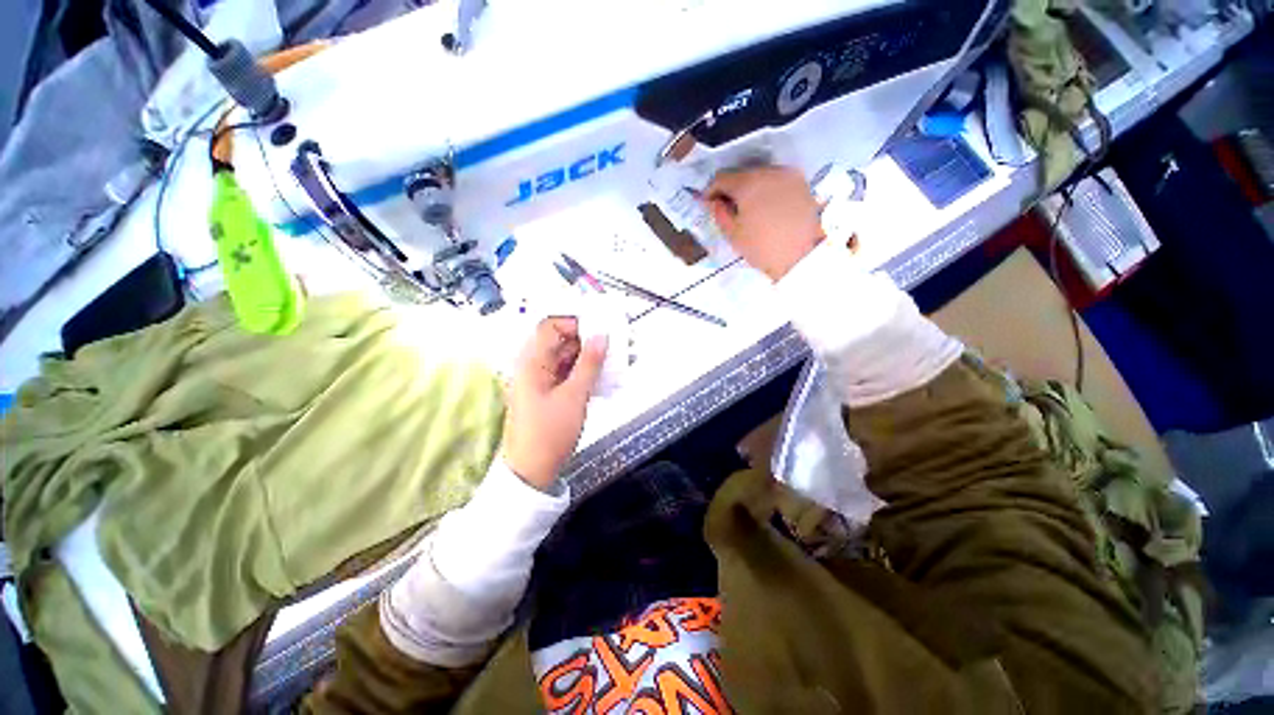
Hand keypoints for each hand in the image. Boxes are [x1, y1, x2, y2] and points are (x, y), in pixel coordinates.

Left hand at [502, 317, 607, 490]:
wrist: (532, 471)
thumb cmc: (549, 433)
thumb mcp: (574, 396)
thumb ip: (589, 364)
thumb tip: (601, 337)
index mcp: (531, 362)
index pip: (550, 326)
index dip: (575, 323)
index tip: (600, 328)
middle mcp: (533, 366)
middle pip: (561, 341)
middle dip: (587, 340)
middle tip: (613, 344)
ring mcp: (541, 380)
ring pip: (567, 358)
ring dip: (589, 357)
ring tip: (614, 360)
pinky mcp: (549, 392)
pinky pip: (568, 373)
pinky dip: (584, 372)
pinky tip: (603, 376)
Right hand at [706, 165, 824, 280]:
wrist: (803, 257)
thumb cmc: (762, 248)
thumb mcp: (733, 235)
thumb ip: (719, 213)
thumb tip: (714, 202)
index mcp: (749, 183)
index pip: (721, 177)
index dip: (711, 190)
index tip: (707, 204)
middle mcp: (769, 171)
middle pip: (742, 174)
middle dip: (731, 188)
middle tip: (726, 207)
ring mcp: (788, 175)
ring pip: (760, 175)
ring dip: (749, 188)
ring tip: (746, 208)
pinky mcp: (801, 183)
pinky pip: (776, 181)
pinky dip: (766, 190)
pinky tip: (764, 207)